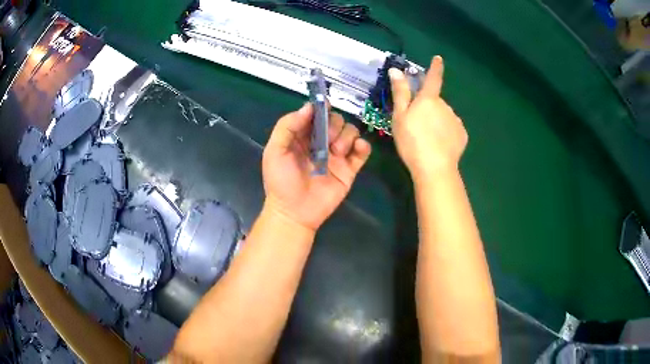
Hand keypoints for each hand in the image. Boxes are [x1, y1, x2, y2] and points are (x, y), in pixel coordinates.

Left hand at [262, 103, 371, 231]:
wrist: (294, 212)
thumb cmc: (281, 181)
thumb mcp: (275, 151)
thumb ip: (287, 126)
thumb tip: (308, 107)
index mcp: (303, 136)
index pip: (316, 114)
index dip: (321, 108)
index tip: (324, 107)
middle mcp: (321, 142)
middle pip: (336, 120)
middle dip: (334, 124)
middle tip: (328, 139)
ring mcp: (337, 155)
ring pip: (350, 132)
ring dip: (346, 136)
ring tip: (337, 151)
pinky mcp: (349, 168)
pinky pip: (362, 151)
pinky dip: (363, 145)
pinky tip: (356, 148)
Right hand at [389, 56, 467, 177]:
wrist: (435, 167)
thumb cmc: (412, 141)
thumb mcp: (400, 116)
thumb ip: (400, 93)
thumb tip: (396, 70)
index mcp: (429, 99)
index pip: (433, 78)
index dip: (435, 67)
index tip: (438, 58)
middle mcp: (445, 105)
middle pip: (435, 102)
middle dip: (428, 108)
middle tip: (417, 126)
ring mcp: (456, 120)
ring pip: (444, 116)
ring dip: (437, 121)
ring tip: (428, 139)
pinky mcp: (462, 135)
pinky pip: (452, 128)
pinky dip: (446, 133)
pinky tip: (439, 145)